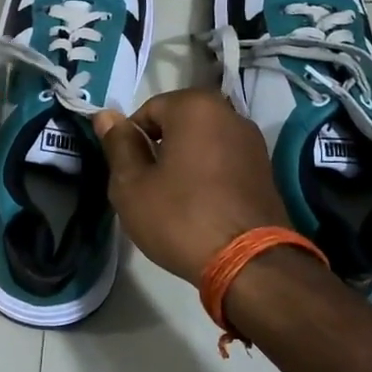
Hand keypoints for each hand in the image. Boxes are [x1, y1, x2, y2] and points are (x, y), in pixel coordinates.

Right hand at [94, 89, 292, 281]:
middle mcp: (229, 113)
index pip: (147, 111)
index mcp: (195, 106)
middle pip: (177, 124)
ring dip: (184, 162)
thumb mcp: (132, 184)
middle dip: (159, 150)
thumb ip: (118, 144)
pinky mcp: (265, 169)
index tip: (128, 174)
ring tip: (174, 200)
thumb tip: (106, 115)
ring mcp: (252, 142)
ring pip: (201, 143)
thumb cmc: (181, 218)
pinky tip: (200, 207)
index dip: (130, 142)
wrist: (250, 265)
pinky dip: (208, 175)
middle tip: (147, 188)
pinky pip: (223, 161)